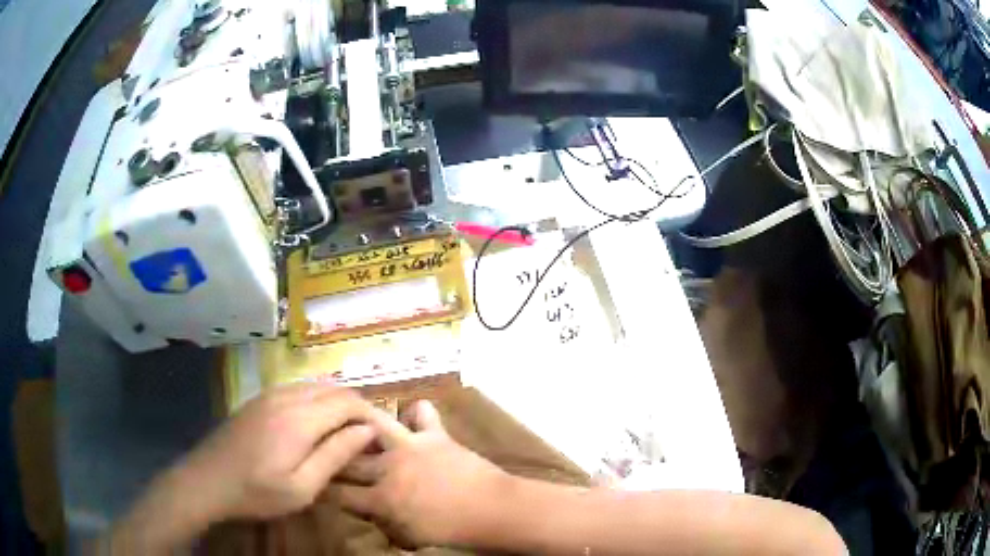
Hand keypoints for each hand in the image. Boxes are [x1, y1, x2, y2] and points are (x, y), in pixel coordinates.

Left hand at [177, 382, 381, 520]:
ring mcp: (269, 395)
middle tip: (369, 438)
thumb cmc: (257, 492)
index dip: (371, 415)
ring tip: (347, 433)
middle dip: (357, 409)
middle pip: (334, 389)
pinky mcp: (259, 399)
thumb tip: (367, 431)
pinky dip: (317, 402)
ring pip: (316, 387)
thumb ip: (335, 455)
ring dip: (337, 404)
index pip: (348, 402)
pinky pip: (298, 390)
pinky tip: (316, 425)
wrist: (207, 481)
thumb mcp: (302, 487)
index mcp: (299, 419)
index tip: (383, 437)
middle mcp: (286, 397)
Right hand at [337, 400, 510, 548]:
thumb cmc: (454, 534)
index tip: (319, 484)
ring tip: (348, 417)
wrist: (493, 511)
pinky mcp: (434, 435)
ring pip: (372, 423)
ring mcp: (410, 447)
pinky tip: (411, 418)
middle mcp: (387, 469)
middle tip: (325, 450)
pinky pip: (421, 412)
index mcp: (381, 500)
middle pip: (348, 458)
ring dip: (358, 420)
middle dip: (331, 454)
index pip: (339, 494)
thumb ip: (385, 524)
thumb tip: (372, 513)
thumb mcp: (411, 538)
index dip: (325, 490)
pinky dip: (416, 413)